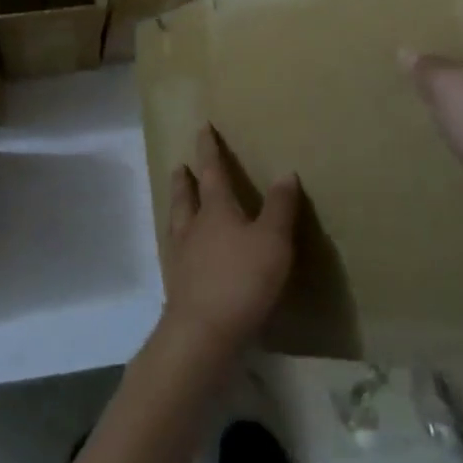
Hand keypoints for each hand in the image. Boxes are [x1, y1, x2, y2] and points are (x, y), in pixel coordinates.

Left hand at [162, 128, 298, 360]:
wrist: (202, 333)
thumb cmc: (241, 280)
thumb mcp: (273, 241)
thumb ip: (280, 207)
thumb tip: (285, 171)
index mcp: (216, 210)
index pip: (211, 171)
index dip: (209, 149)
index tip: (202, 128)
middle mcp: (193, 228)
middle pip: (186, 196)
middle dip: (185, 179)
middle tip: (179, 166)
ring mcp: (181, 257)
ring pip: (177, 223)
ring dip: (177, 207)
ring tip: (176, 201)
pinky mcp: (178, 286)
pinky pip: (176, 253)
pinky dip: (178, 243)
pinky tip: (181, 252)